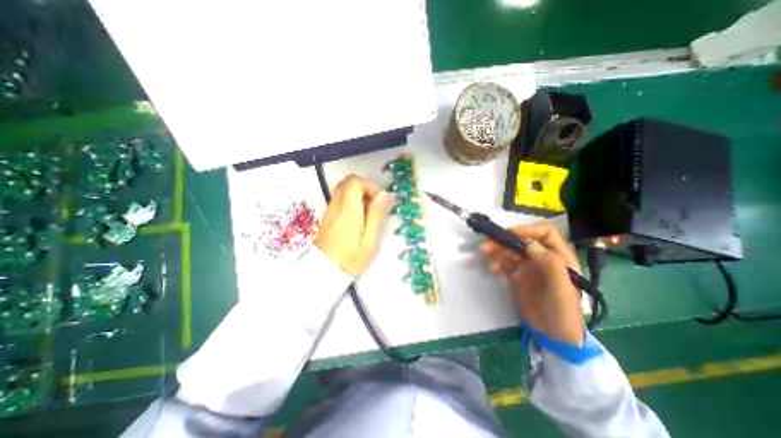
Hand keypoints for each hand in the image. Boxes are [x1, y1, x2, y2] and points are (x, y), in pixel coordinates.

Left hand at [316, 174, 387, 276]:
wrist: (325, 272)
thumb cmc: (351, 258)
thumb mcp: (370, 239)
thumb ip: (376, 215)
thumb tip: (383, 195)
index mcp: (349, 210)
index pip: (354, 182)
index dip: (369, 186)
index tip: (378, 200)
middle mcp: (337, 206)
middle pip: (348, 182)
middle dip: (364, 189)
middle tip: (373, 206)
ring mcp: (330, 210)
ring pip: (343, 190)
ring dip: (358, 196)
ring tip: (366, 215)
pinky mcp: (327, 216)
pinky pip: (339, 200)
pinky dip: (351, 203)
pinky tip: (357, 220)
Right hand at [479, 223, 582, 344]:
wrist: (554, 335)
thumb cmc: (563, 312)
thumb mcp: (561, 289)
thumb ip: (550, 265)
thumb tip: (530, 244)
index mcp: (559, 256)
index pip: (545, 233)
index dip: (528, 229)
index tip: (510, 234)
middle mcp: (543, 257)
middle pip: (522, 241)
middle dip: (505, 241)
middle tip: (487, 245)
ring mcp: (529, 266)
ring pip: (511, 251)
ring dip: (497, 252)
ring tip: (486, 257)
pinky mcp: (518, 275)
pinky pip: (505, 263)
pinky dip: (497, 264)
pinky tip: (493, 270)